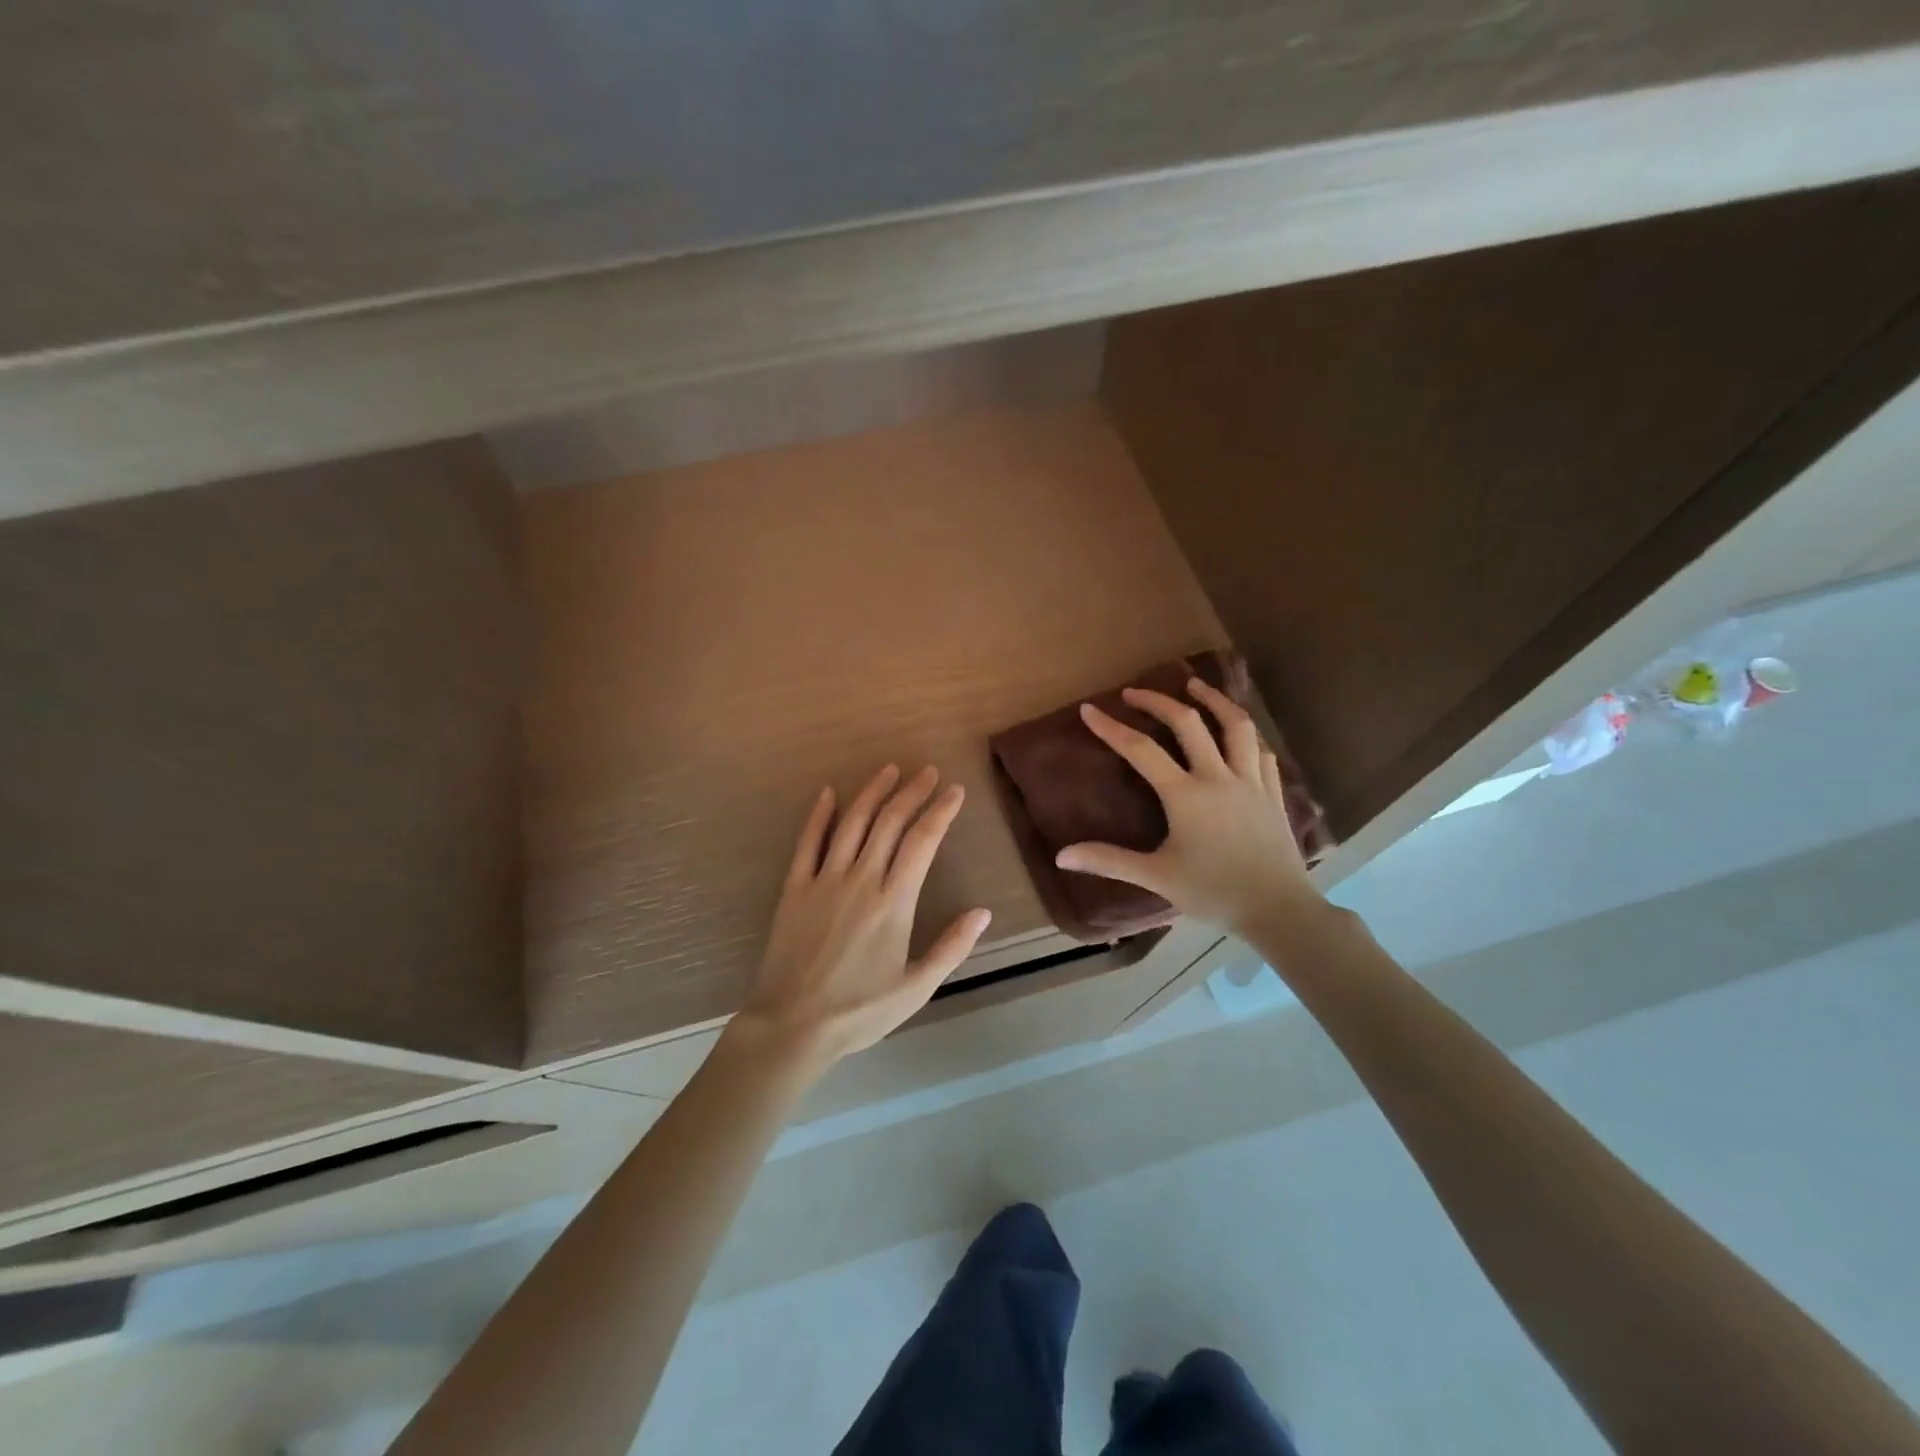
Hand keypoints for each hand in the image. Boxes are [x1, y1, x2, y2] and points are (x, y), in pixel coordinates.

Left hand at [735, 764, 991, 1069]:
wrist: (793, 1024)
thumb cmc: (860, 1011)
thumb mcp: (917, 988)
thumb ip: (952, 947)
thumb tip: (984, 912)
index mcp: (894, 902)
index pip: (923, 842)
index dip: (941, 812)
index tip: (955, 791)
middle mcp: (861, 879)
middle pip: (890, 823)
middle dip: (912, 792)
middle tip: (928, 772)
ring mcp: (824, 880)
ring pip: (852, 823)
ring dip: (872, 792)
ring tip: (889, 770)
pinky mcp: (795, 888)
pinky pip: (807, 842)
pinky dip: (819, 815)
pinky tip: (827, 793)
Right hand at [1055, 677, 1323, 935]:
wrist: (1279, 910)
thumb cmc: (1214, 893)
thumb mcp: (1156, 877)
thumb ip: (1109, 861)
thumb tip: (1061, 856)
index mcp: (1185, 794)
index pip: (1140, 750)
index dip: (1111, 727)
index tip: (1089, 709)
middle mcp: (1218, 776)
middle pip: (1188, 723)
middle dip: (1158, 701)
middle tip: (1135, 691)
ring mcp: (1251, 781)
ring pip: (1236, 726)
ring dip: (1214, 700)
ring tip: (1195, 685)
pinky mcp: (1274, 793)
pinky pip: (1261, 751)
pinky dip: (1245, 735)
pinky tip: (1238, 734)